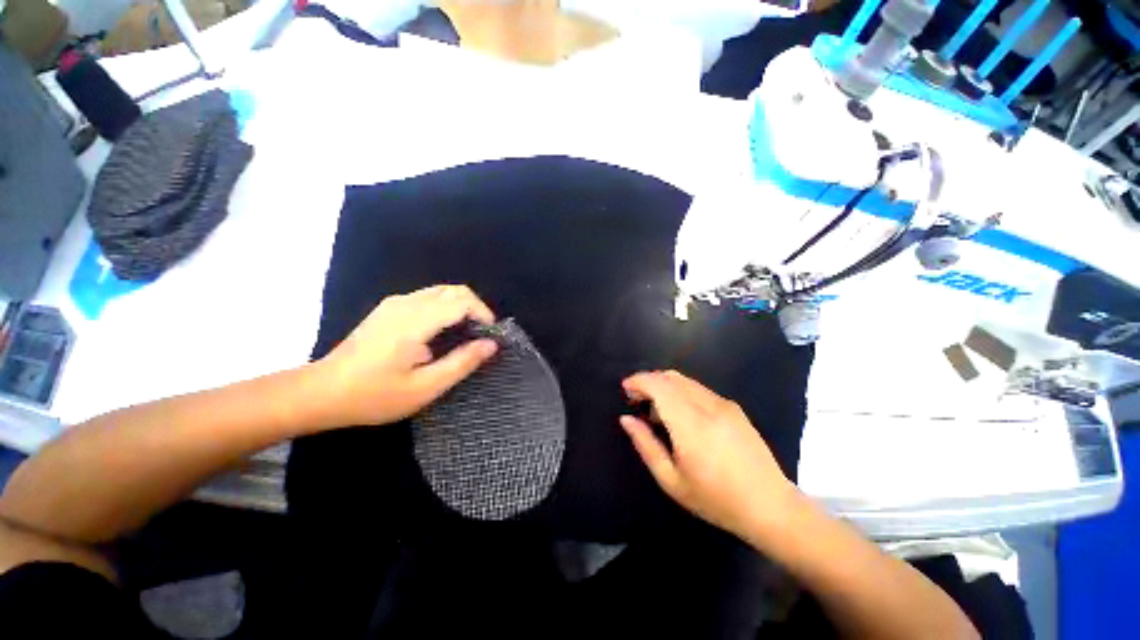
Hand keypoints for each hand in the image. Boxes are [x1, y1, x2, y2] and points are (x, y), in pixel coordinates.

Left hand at [315, 285, 498, 426]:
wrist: (321, 392)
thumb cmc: (374, 395)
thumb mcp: (424, 388)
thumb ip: (461, 363)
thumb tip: (491, 344)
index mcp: (415, 322)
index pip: (462, 301)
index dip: (483, 314)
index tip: (490, 335)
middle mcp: (406, 303)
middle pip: (454, 290)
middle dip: (475, 307)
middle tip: (481, 334)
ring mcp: (394, 303)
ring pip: (441, 291)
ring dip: (461, 306)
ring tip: (465, 333)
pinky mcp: (388, 308)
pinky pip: (427, 297)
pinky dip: (445, 307)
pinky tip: (442, 332)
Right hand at [620, 371, 797, 542]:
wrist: (770, 506)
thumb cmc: (716, 499)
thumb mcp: (671, 480)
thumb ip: (645, 445)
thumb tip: (626, 419)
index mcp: (690, 425)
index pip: (659, 385)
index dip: (638, 381)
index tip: (625, 389)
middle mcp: (707, 406)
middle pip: (670, 377)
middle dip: (648, 381)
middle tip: (636, 399)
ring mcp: (723, 404)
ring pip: (685, 380)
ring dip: (664, 385)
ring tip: (656, 409)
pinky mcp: (734, 407)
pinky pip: (699, 389)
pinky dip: (681, 391)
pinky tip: (680, 414)